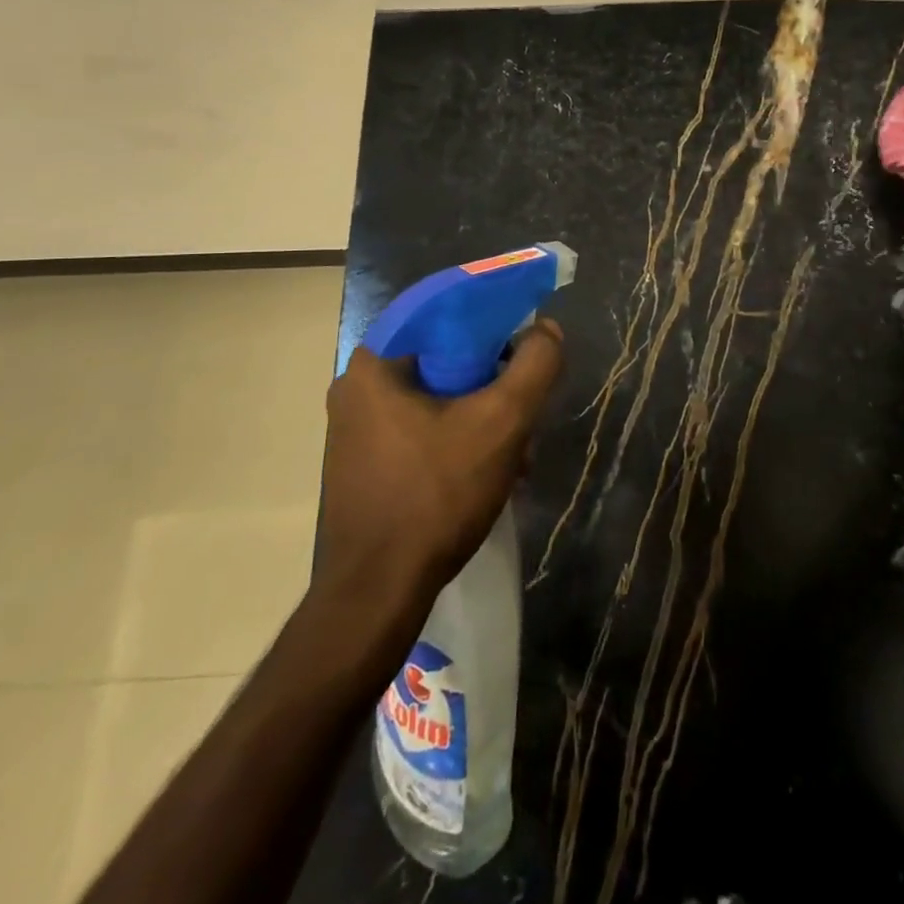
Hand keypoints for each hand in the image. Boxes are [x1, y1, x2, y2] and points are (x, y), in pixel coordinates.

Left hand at [314, 321, 564, 613]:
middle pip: (443, 357)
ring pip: (436, 396)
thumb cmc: (436, 495)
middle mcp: (357, 387)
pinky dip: (459, 435)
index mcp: (376, 363)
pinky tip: (491, 469)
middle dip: (493, 377)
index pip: (443, 310)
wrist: (378, 593)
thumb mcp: (502, 423)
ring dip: (482, 412)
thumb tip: (547, 329)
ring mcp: (355, 429)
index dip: (492, 313)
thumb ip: (534, 365)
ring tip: (517, 447)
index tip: (527, 331)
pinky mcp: (363, 463)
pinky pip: (421, 427)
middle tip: (527, 399)